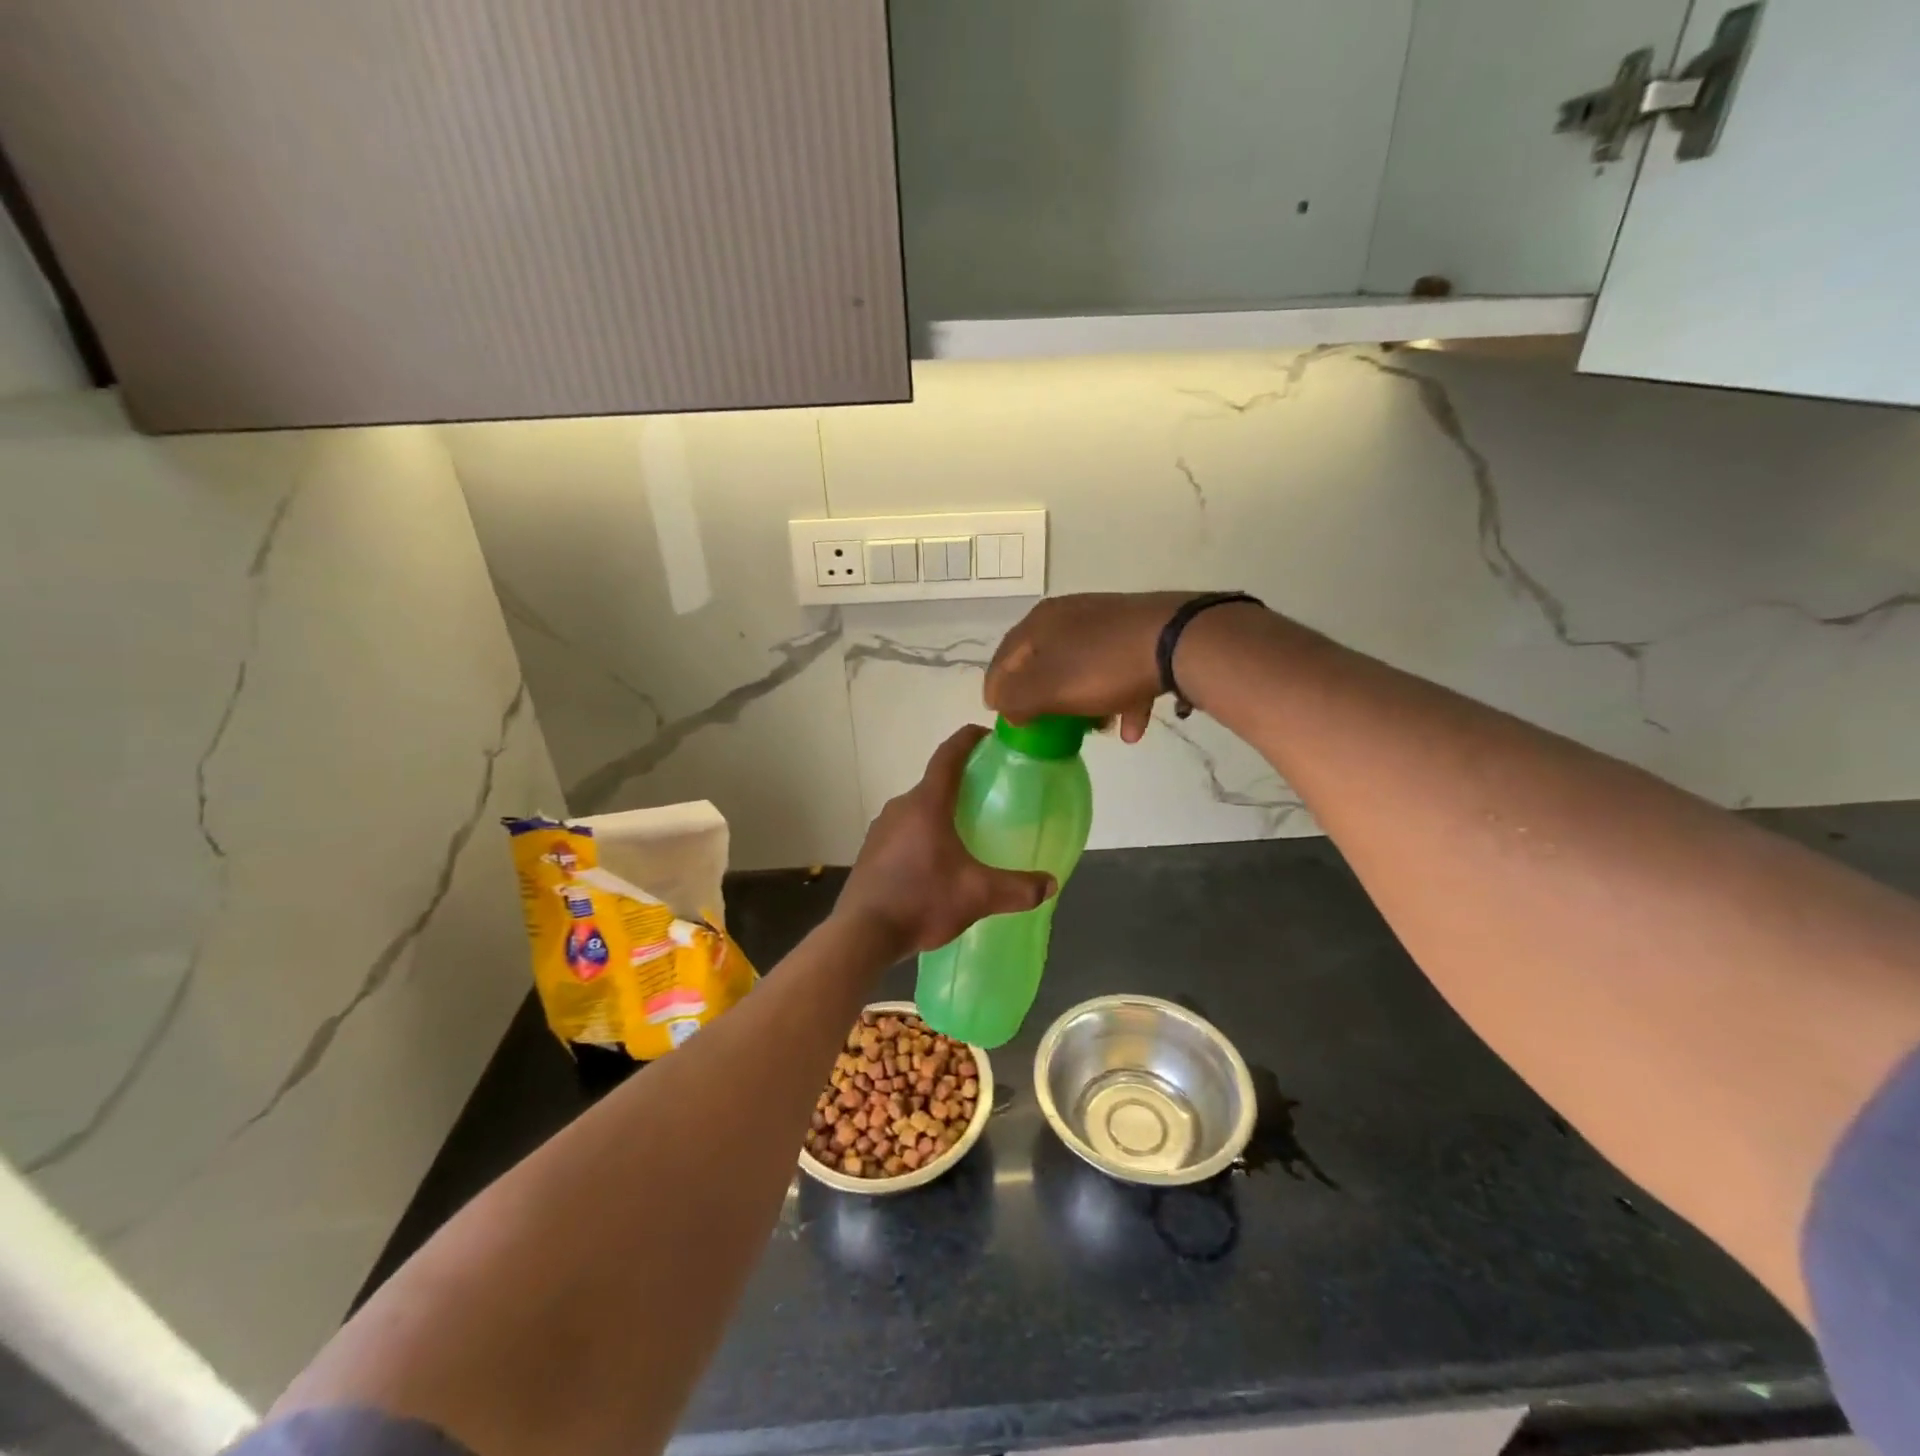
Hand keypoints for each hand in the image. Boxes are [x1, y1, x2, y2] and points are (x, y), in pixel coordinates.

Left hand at [836, 726, 1055, 957]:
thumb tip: (1050, 884)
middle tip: (988, 796)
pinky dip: (922, 836)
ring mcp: (880, 829)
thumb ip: (1017, 888)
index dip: (968, 740)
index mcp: (926, 804)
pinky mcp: (870, 853)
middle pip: (934, 784)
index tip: (987, 736)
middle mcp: (900, 807)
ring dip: (940, 814)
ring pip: (917, 810)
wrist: (862, 934)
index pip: (948, 756)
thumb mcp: (977, 895)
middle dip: (960, 785)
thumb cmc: (921, 900)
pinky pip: (902, 832)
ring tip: (965, 833)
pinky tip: (935, 864)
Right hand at [985, 592, 1200, 741]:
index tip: (999, 717)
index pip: (1004, 658)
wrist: (1179, 641)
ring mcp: (1108, 623)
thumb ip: (1016, 699)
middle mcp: (1071, 615)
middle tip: (1045, 728)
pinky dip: (1121, 700)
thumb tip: (1004, 705)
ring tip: (1095, 731)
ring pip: (1084, 669)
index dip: (997, 689)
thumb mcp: (1048, 688)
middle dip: (1045, 700)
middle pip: (1045, 664)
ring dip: (1086, 704)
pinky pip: (1120, 672)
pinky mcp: (1140, 634)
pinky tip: (1132, 729)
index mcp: (1040, 622)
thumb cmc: (1103, 666)